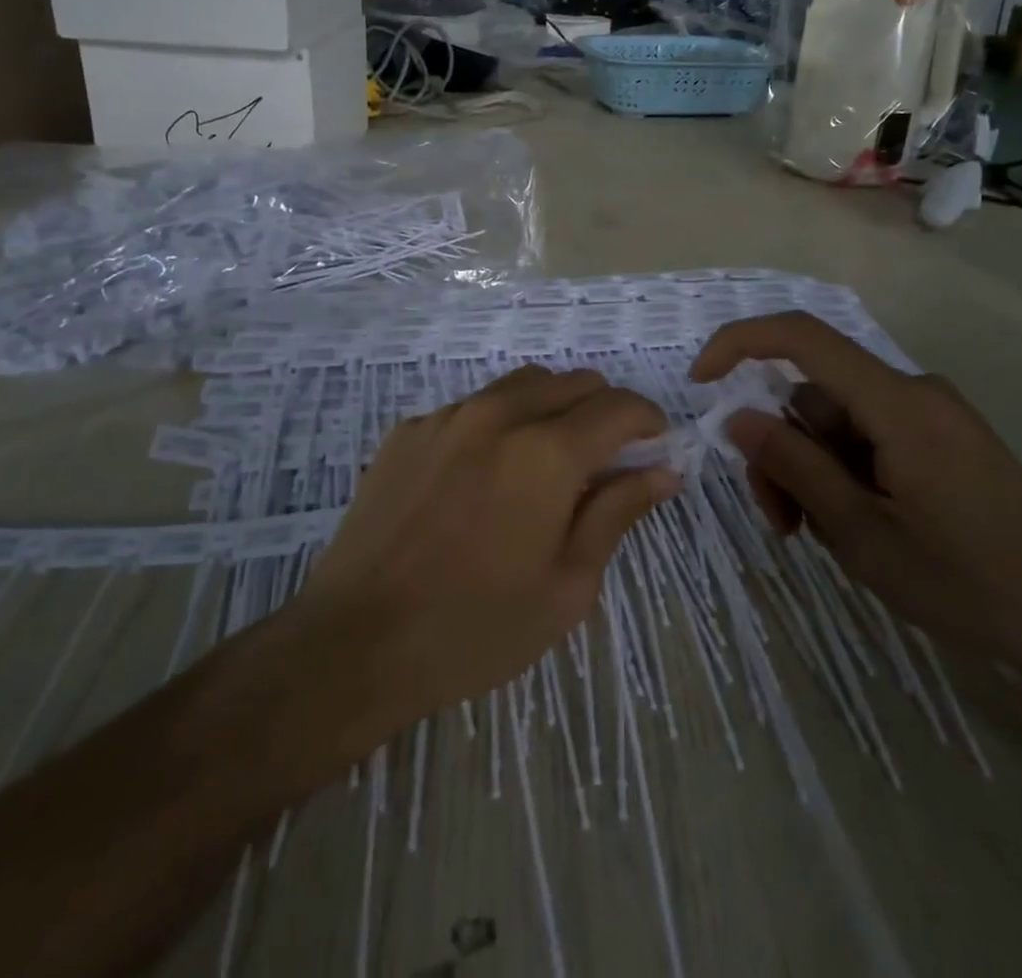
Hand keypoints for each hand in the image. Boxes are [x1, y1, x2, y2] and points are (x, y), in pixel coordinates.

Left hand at [304, 365, 675, 727]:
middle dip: (603, 411)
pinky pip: (472, 406)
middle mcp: (499, 415)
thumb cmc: (476, 628)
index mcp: (547, 452)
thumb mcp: (567, 584)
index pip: (619, 407)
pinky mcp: (410, 430)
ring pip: (522, 385)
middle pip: (573, 382)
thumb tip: (663, 470)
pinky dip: (499, 424)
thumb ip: (617, 512)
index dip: (648, 421)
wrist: (358, 640)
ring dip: (552, 409)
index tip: (654, 448)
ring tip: (545, 465)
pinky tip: (482, 478)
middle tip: (603, 464)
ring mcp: (448, 416)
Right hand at [691, 311, 1021, 690]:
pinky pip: (866, 439)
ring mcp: (929, 416)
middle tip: (783, 525)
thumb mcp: (863, 534)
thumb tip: (736, 417)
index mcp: (896, 403)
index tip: (700, 383)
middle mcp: (911, 392)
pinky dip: (843, 475)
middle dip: (781, 452)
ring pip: (834, 424)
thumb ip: (794, 468)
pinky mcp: (940, 440)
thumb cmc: (973, 583)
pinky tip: (857, 527)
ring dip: (811, 473)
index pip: (801, 337)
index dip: (739, 343)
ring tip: (823, 538)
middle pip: (812, 397)